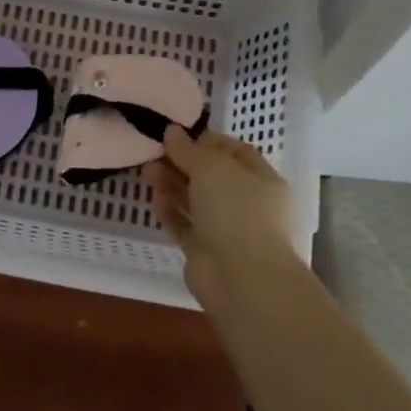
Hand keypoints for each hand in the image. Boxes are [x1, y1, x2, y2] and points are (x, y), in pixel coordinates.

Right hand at [148, 128, 301, 315]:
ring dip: (172, 185)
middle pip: (212, 177)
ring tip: (147, 172)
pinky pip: (185, 226)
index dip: (208, 141)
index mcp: (263, 181)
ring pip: (196, 201)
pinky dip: (170, 212)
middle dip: (183, 163)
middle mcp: (248, 204)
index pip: (236, 153)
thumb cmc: (236, 211)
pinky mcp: (205, 252)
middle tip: (155, 153)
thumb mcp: (211, 167)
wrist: (242, 279)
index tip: (179, 135)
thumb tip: (172, 131)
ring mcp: (227, 231)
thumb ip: (188, 149)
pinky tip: (155, 200)